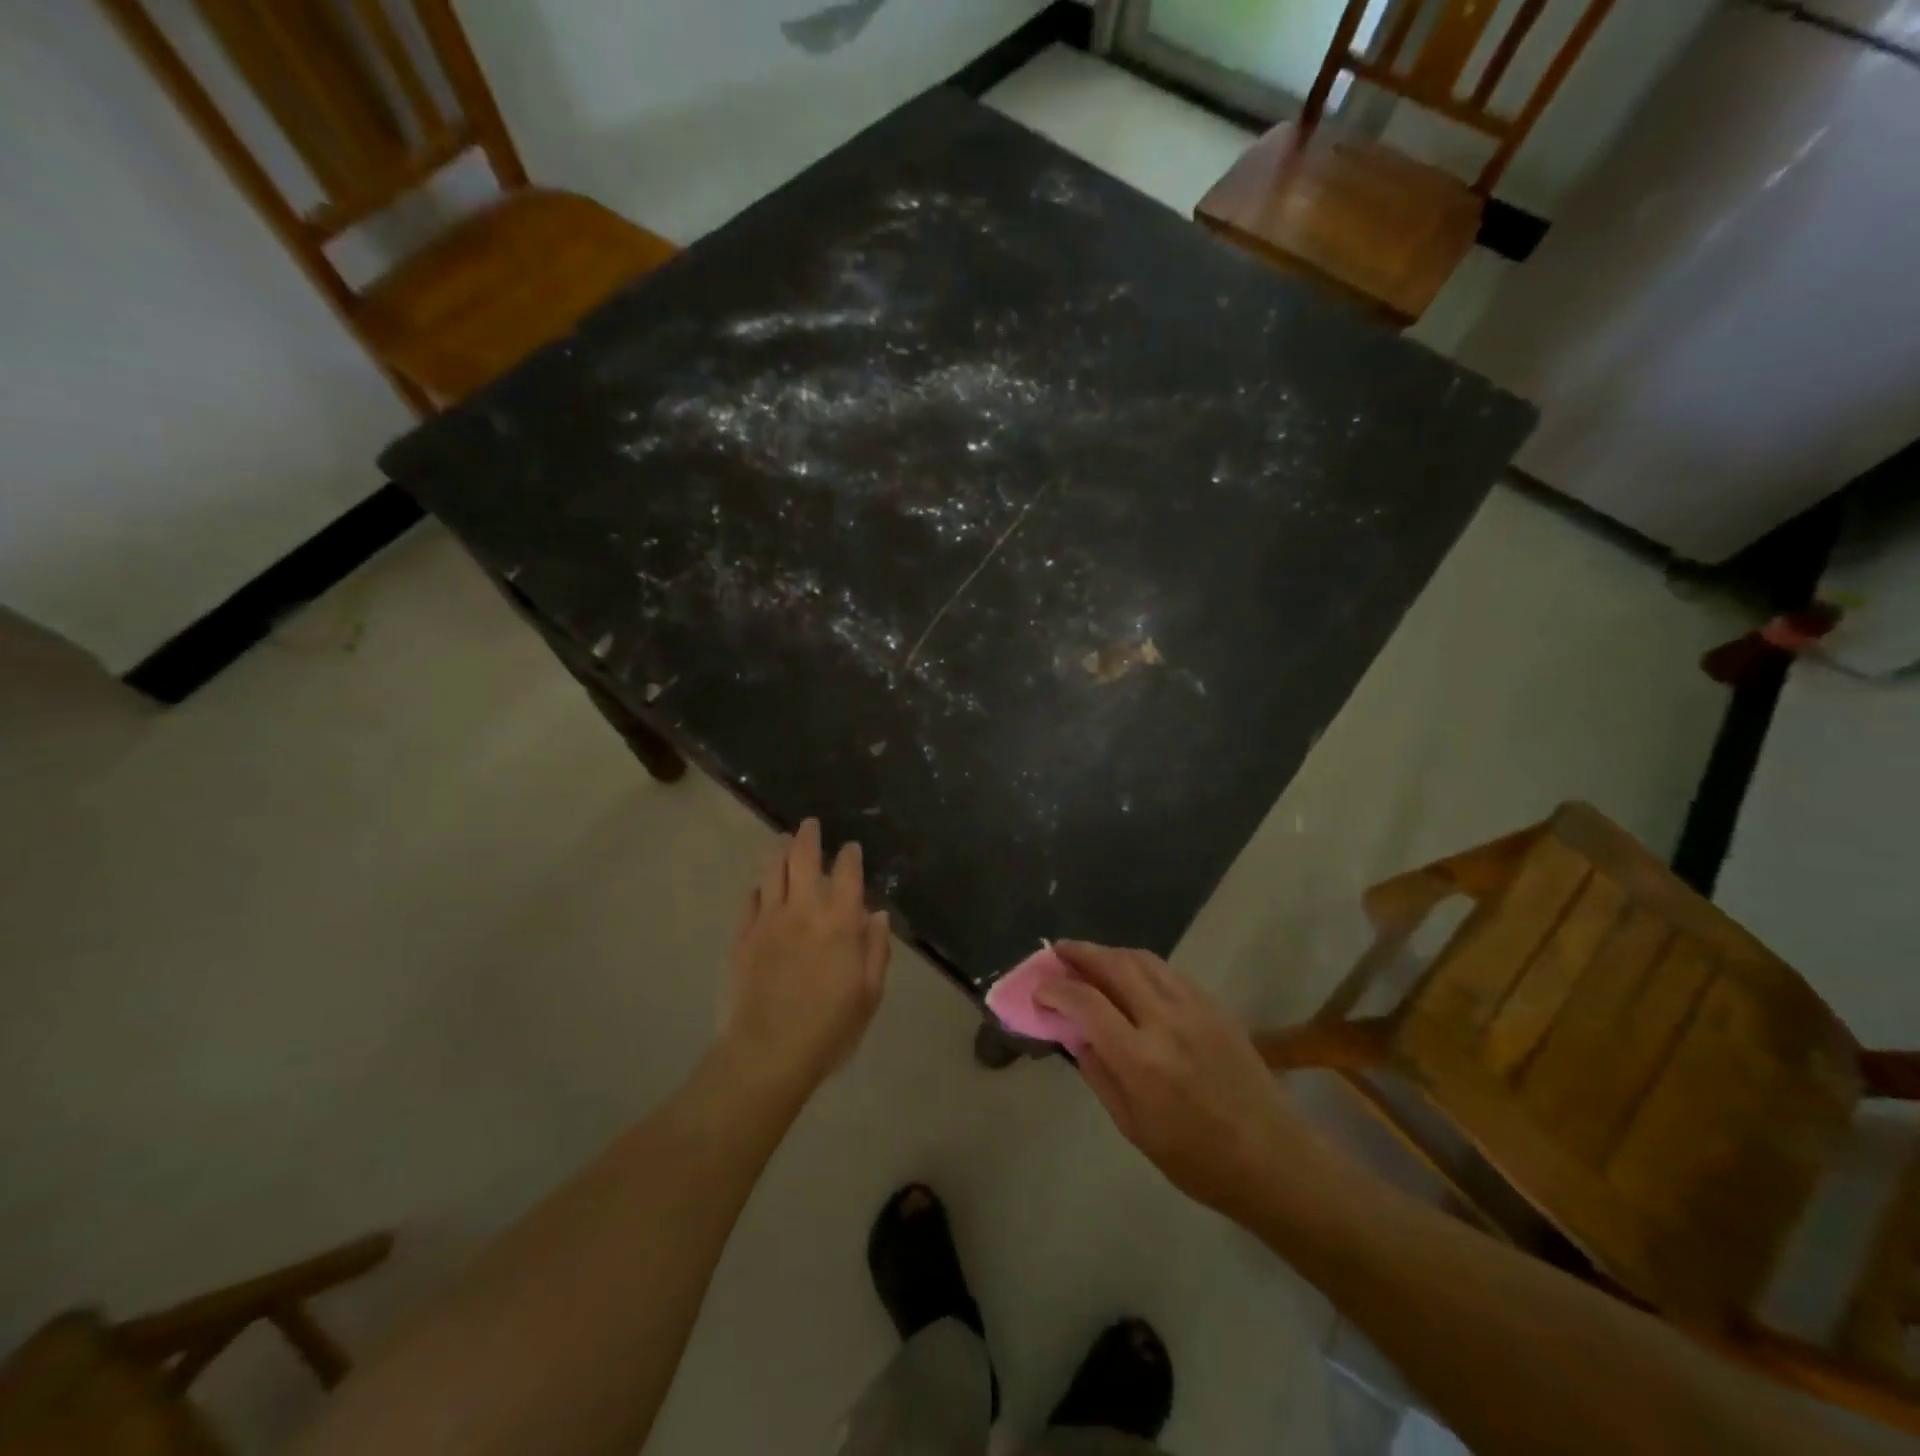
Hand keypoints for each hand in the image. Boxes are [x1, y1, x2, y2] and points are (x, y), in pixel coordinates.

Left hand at [719, 818, 889, 1099]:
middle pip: (803, 860)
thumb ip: (876, 951)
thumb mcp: (868, 996)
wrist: (766, 1054)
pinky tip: (760, 886)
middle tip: (810, 824)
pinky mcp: (742, 937)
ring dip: (779, 850)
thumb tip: (877, 915)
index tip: (850, 847)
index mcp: (839, 924)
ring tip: (783, 839)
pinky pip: (750, 900)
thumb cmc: (828, 1030)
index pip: (847, 875)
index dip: (849, 857)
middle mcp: (803, 912)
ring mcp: (768, 921)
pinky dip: (758, 887)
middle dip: (809, 838)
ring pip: (771, 872)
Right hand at [1037, 943, 1300, 1218]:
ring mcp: (1195, 1008)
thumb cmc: (1197, 1159)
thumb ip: (1100, 1074)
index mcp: (1141, 1060)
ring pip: (1144, 960)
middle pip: (1115, 966)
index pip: (1086, 1003)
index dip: (1056, 990)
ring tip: (1090, 957)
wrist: (1273, 1159)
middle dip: (1080, 953)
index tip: (1039, 990)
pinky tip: (1132, 974)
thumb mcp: (1134, 1127)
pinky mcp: (1215, 1006)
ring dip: (1111, 952)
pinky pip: (1170, 972)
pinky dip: (1142, 964)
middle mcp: (1166, 1022)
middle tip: (1057, 951)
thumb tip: (1076, 1035)